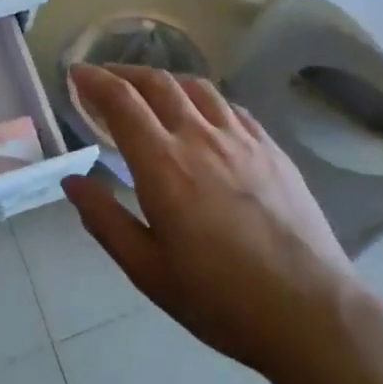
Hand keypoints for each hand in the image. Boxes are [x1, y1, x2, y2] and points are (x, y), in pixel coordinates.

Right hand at [62, 63, 366, 383]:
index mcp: (163, 164)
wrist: (310, 311)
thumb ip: (104, 219)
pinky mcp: (272, 149)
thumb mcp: (147, 269)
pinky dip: (205, 99)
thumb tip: (72, 180)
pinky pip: (231, 107)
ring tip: (151, 90)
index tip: (76, 74)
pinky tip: (204, 114)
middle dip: (124, 72)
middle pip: (157, 83)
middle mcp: (200, 137)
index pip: (121, 101)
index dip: (94, 81)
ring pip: (197, 88)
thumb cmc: (219, 298)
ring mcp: (241, 139)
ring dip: (165, 80)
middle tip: (105, 78)